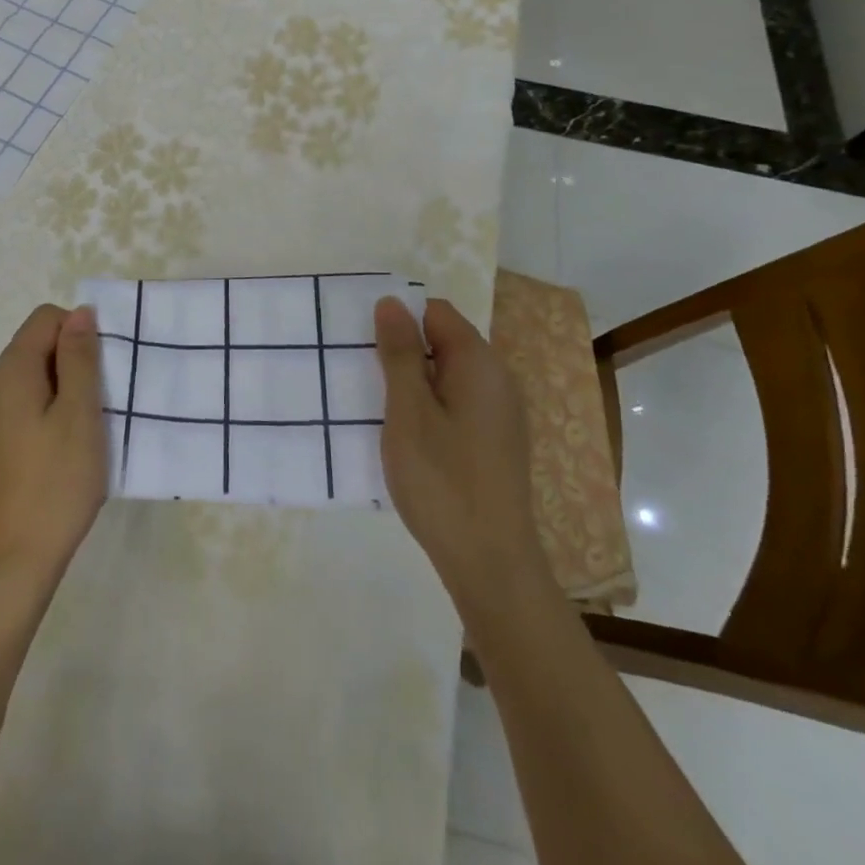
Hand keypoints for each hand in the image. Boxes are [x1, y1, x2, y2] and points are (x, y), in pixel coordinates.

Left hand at [0, 304, 107, 590]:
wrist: (10, 563)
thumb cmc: (55, 483)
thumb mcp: (80, 414)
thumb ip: (80, 358)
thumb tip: (80, 312)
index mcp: (10, 371)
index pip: (46, 319)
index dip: (80, 333)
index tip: (104, 372)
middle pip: (37, 347)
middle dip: (74, 363)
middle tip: (102, 404)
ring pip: (33, 381)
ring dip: (64, 392)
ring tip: (88, 431)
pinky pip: (24, 409)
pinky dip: (49, 415)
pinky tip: (66, 452)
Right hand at [374, 296, 546, 600]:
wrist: (490, 562)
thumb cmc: (442, 479)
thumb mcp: (408, 410)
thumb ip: (399, 352)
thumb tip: (392, 301)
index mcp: (479, 362)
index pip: (436, 312)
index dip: (399, 320)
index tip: (366, 345)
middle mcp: (497, 379)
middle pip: (443, 341)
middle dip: (403, 351)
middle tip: (364, 377)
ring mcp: (500, 413)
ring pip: (447, 375)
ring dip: (413, 383)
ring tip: (379, 408)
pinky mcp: (496, 441)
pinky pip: (457, 403)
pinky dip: (430, 408)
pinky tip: (408, 437)